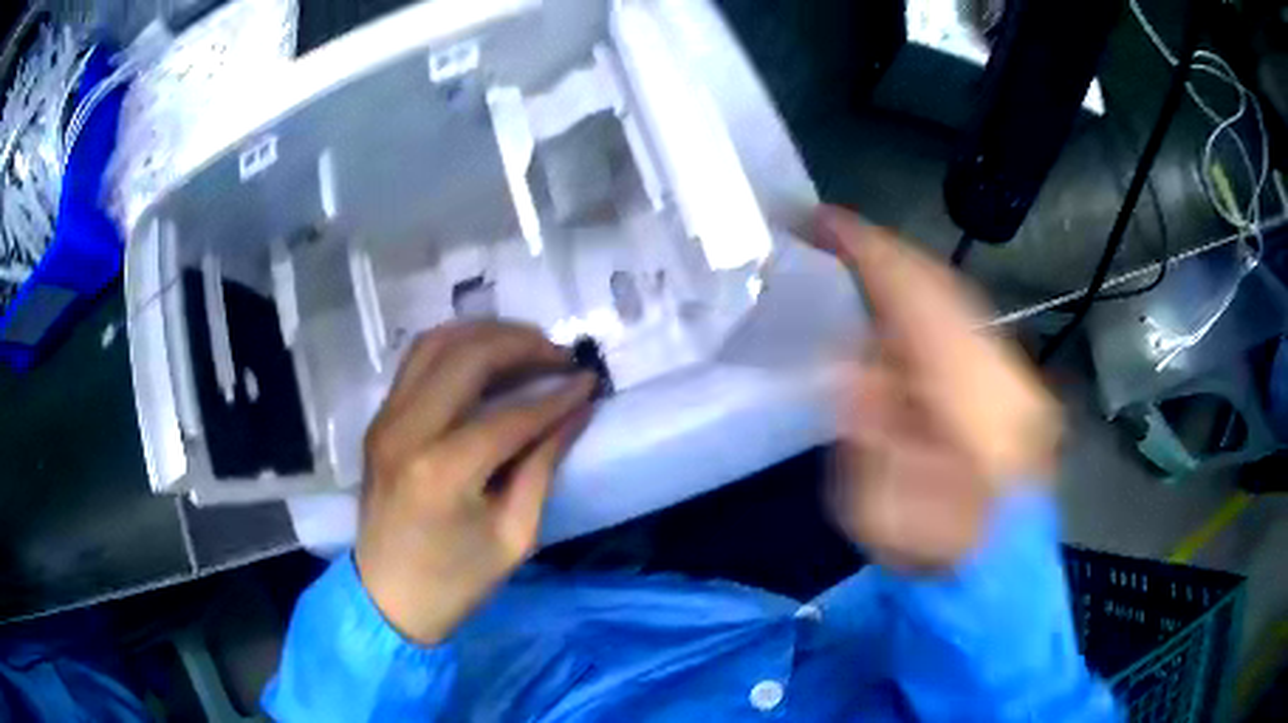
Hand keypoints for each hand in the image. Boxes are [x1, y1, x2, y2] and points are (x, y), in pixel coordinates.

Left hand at [356, 322, 596, 643]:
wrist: (386, 598)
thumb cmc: (456, 582)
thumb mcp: (514, 536)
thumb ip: (543, 465)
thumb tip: (576, 411)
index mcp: (442, 471)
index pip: (510, 415)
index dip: (557, 395)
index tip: (590, 381)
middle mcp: (406, 430)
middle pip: (468, 357)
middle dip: (522, 345)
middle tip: (560, 355)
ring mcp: (386, 419)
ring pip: (436, 343)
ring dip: (486, 334)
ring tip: (528, 347)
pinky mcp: (380, 419)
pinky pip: (417, 361)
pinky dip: (456, 347)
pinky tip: (487, 357)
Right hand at [812, 207, 1062, 570]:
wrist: (1002, 571)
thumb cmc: (938, 550)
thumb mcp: (884, 510)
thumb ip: (870, 432)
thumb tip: (855, 365)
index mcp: (973, 397)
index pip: (918, 299)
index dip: (868, 252)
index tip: (822, 221)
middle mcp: (1002, 370)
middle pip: (943, 287)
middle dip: (884, 255)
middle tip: (832, 236)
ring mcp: (1014, 374)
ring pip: (956, 301)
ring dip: (904, 278)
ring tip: (857, 265)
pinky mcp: (1013, 385)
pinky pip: (965, 324)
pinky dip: (927, 305)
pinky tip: (900, 312)